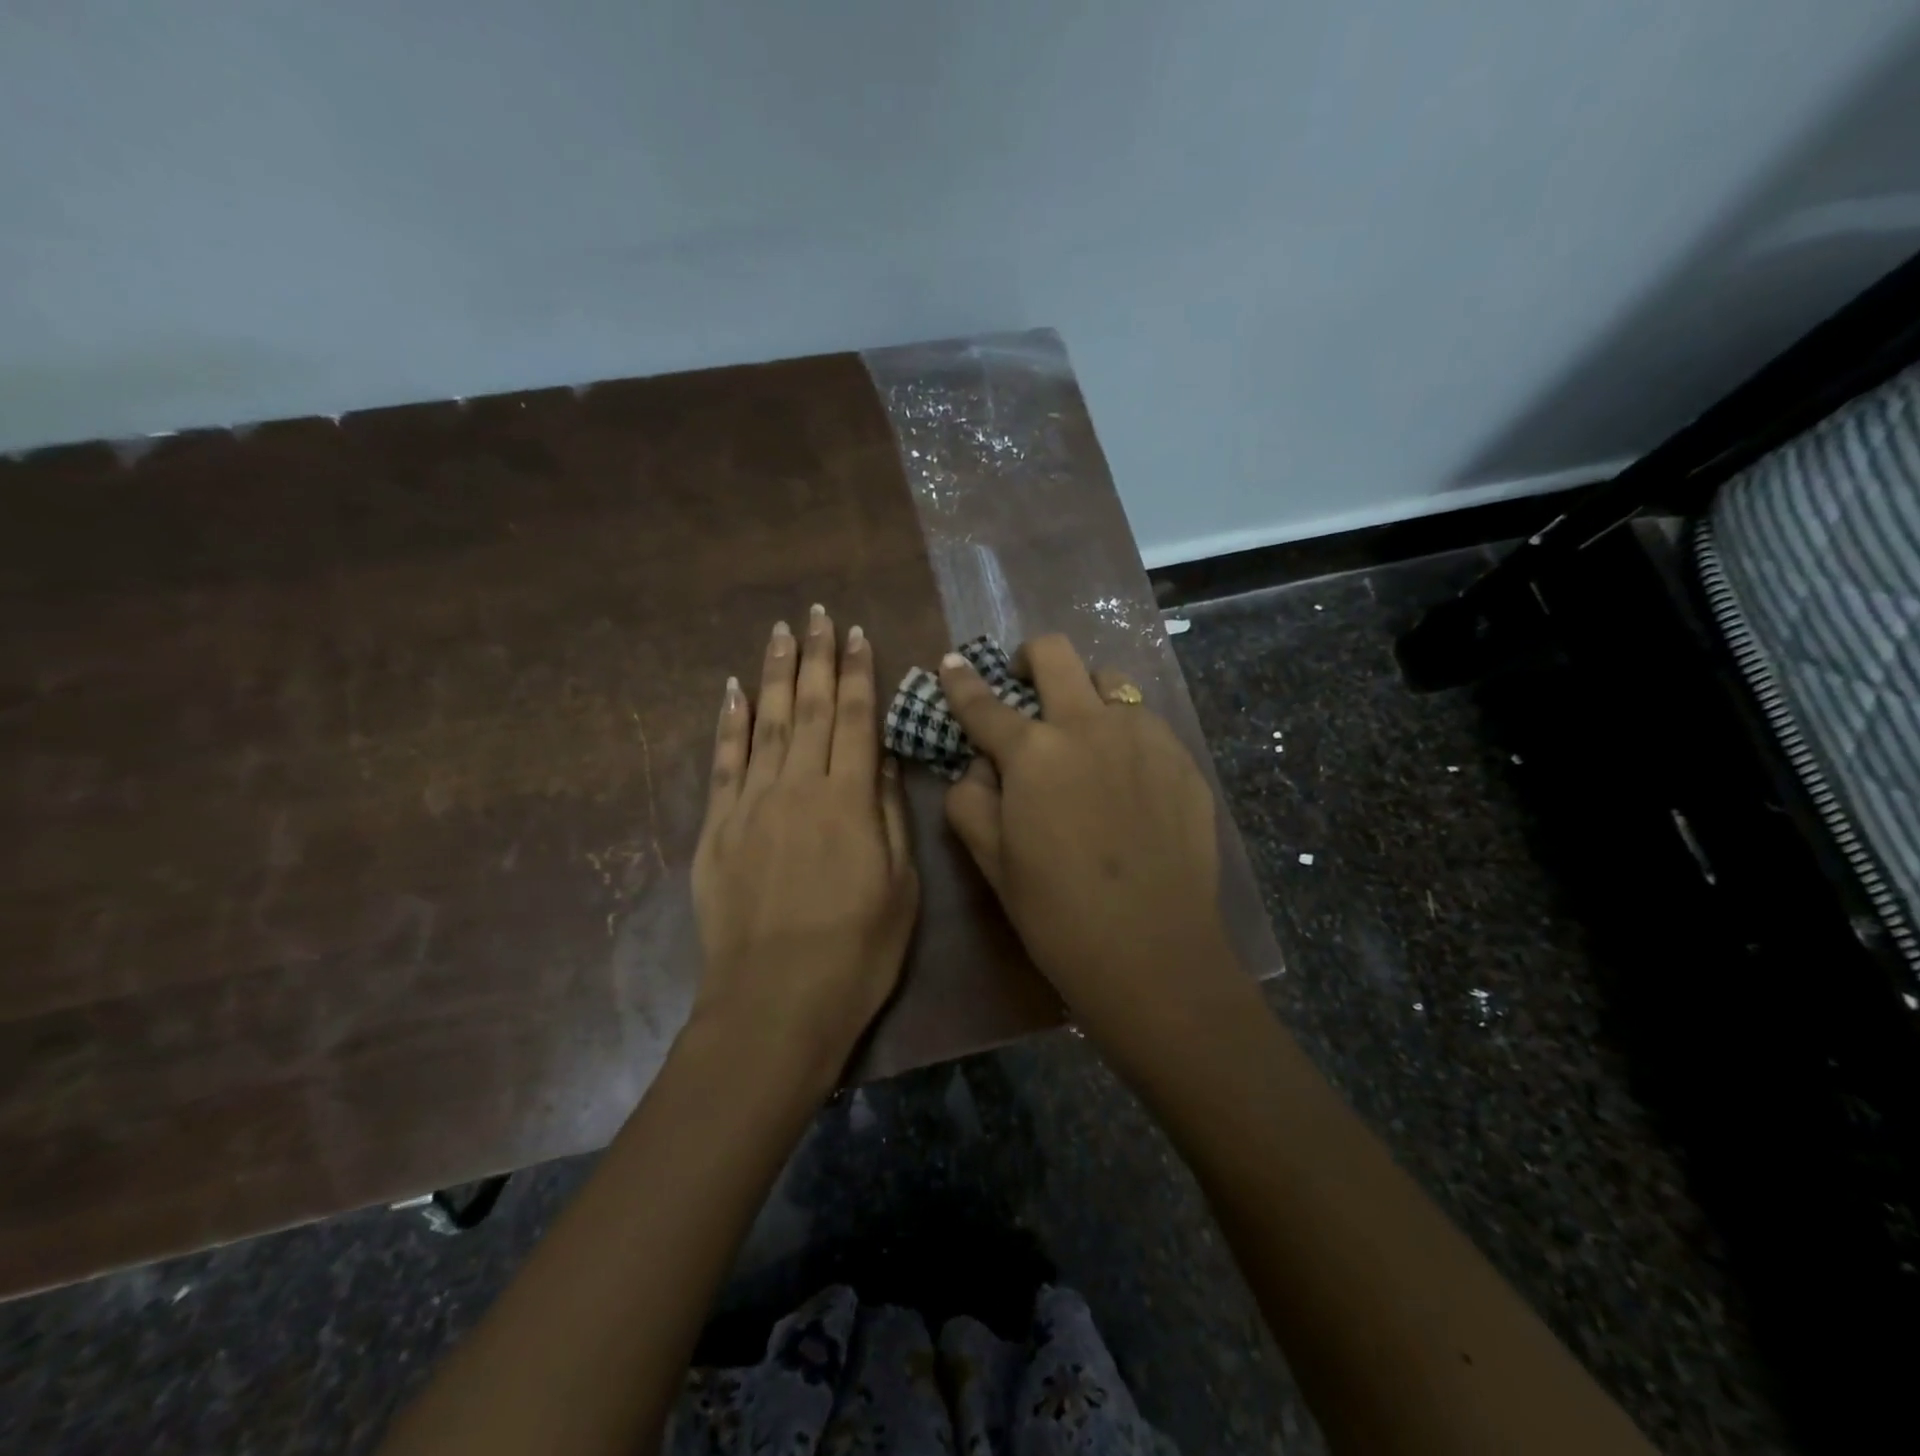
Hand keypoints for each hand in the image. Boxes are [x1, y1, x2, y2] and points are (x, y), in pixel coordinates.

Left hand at [690, 609, 918, 1085]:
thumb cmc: (856, 953)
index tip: (857, 634)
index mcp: (849, 801)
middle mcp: (798, 787)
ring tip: (780, 632)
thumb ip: (891, 816)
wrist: (774, 1005)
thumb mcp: (900, 887)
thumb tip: (887, 759)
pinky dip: (729, 722)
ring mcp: (751, 804)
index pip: (856, 719)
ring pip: (766, 723)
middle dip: (816, 657)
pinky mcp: (717, 828)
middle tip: (817, 613)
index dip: (858, 673)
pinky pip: (724, 762)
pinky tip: (733, 690)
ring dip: (775, 674)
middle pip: (810, 708)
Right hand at [938, 635, 1235, 1040]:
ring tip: (1083, 735)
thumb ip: (970, 800)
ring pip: (1110, 681)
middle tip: (1024, 684)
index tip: (952, 663)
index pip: (984, 703)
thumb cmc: (1057, 913)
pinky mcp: (1183, 760)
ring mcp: (1145, 737)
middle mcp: (1090, 726)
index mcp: (1034, 752)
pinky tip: (1127, 778)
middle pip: (1056, 654)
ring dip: (1085, 694)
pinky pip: (1146, 723)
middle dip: (1030, 658)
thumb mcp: (991, 861)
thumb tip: (981, 766)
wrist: (1153, 952)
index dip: (961, 681)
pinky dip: (1124, 733)